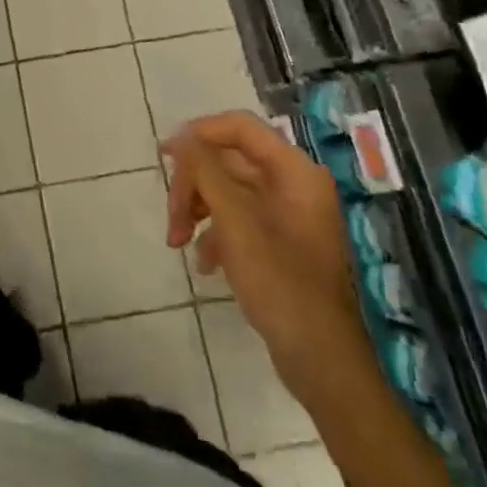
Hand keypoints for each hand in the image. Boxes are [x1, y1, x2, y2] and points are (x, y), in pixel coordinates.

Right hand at [165, 111, 373, 398]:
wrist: (320, 360)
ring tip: (177, 242)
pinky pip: (238, 218)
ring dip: (198, 209)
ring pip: (228, 190)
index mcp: (294, 171)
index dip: (199, 133)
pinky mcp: (279, 241)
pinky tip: (204, 262)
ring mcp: (287, 214)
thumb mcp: (236, 222)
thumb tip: (180, 137)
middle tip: (171, 218)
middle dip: (193, 185)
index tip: (166, 157)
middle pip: (228, 160)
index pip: (239, 127)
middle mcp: (294, 184)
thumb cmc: (281, 283)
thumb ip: (206, 172)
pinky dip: (215, 232)